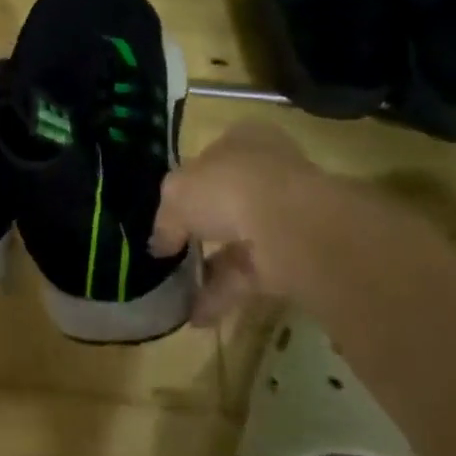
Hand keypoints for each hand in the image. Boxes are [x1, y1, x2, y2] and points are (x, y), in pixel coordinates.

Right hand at [149, 123, 326, 323]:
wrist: (291, 226)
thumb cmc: (228, 187)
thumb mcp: (176, 194)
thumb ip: (166, 219)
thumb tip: (160, 244)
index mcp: (243, 140)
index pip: (213, 156)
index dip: (190, 181)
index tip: (171, 209)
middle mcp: (268, 171)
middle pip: (228, 199)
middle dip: (202, 228)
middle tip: (174, 251)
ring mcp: (286, 214)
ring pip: (240, 240)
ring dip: (209, 267)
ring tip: (177, 292)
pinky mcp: (296, 255)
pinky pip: (251, 274)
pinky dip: (223, 294)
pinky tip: (195, 315)